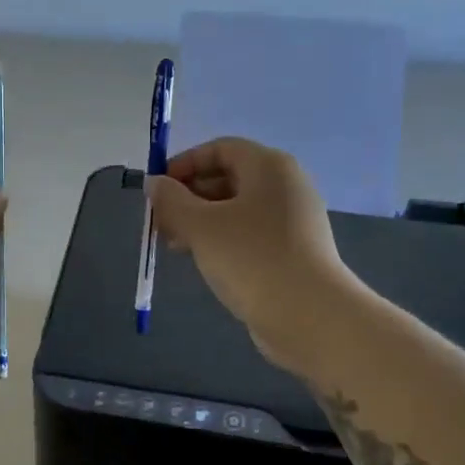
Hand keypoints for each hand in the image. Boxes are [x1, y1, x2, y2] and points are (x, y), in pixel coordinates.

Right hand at [146, 137, 347, 372]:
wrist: (310, 316)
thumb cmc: (251, 258)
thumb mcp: (201, 226)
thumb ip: (172, 201)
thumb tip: (154, 183)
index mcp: (269, 167)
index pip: (220, 148)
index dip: (184, 163)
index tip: (157, 190)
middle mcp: (285, 186)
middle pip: (228, 177)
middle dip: (189, 196)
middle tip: (161, 222)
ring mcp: (292, 220)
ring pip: (236, 208)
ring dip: (200, 221)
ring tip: (175, 245)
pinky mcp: (292, 251)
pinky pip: (249, 233)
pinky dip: (221, 239)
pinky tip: (202, 261)